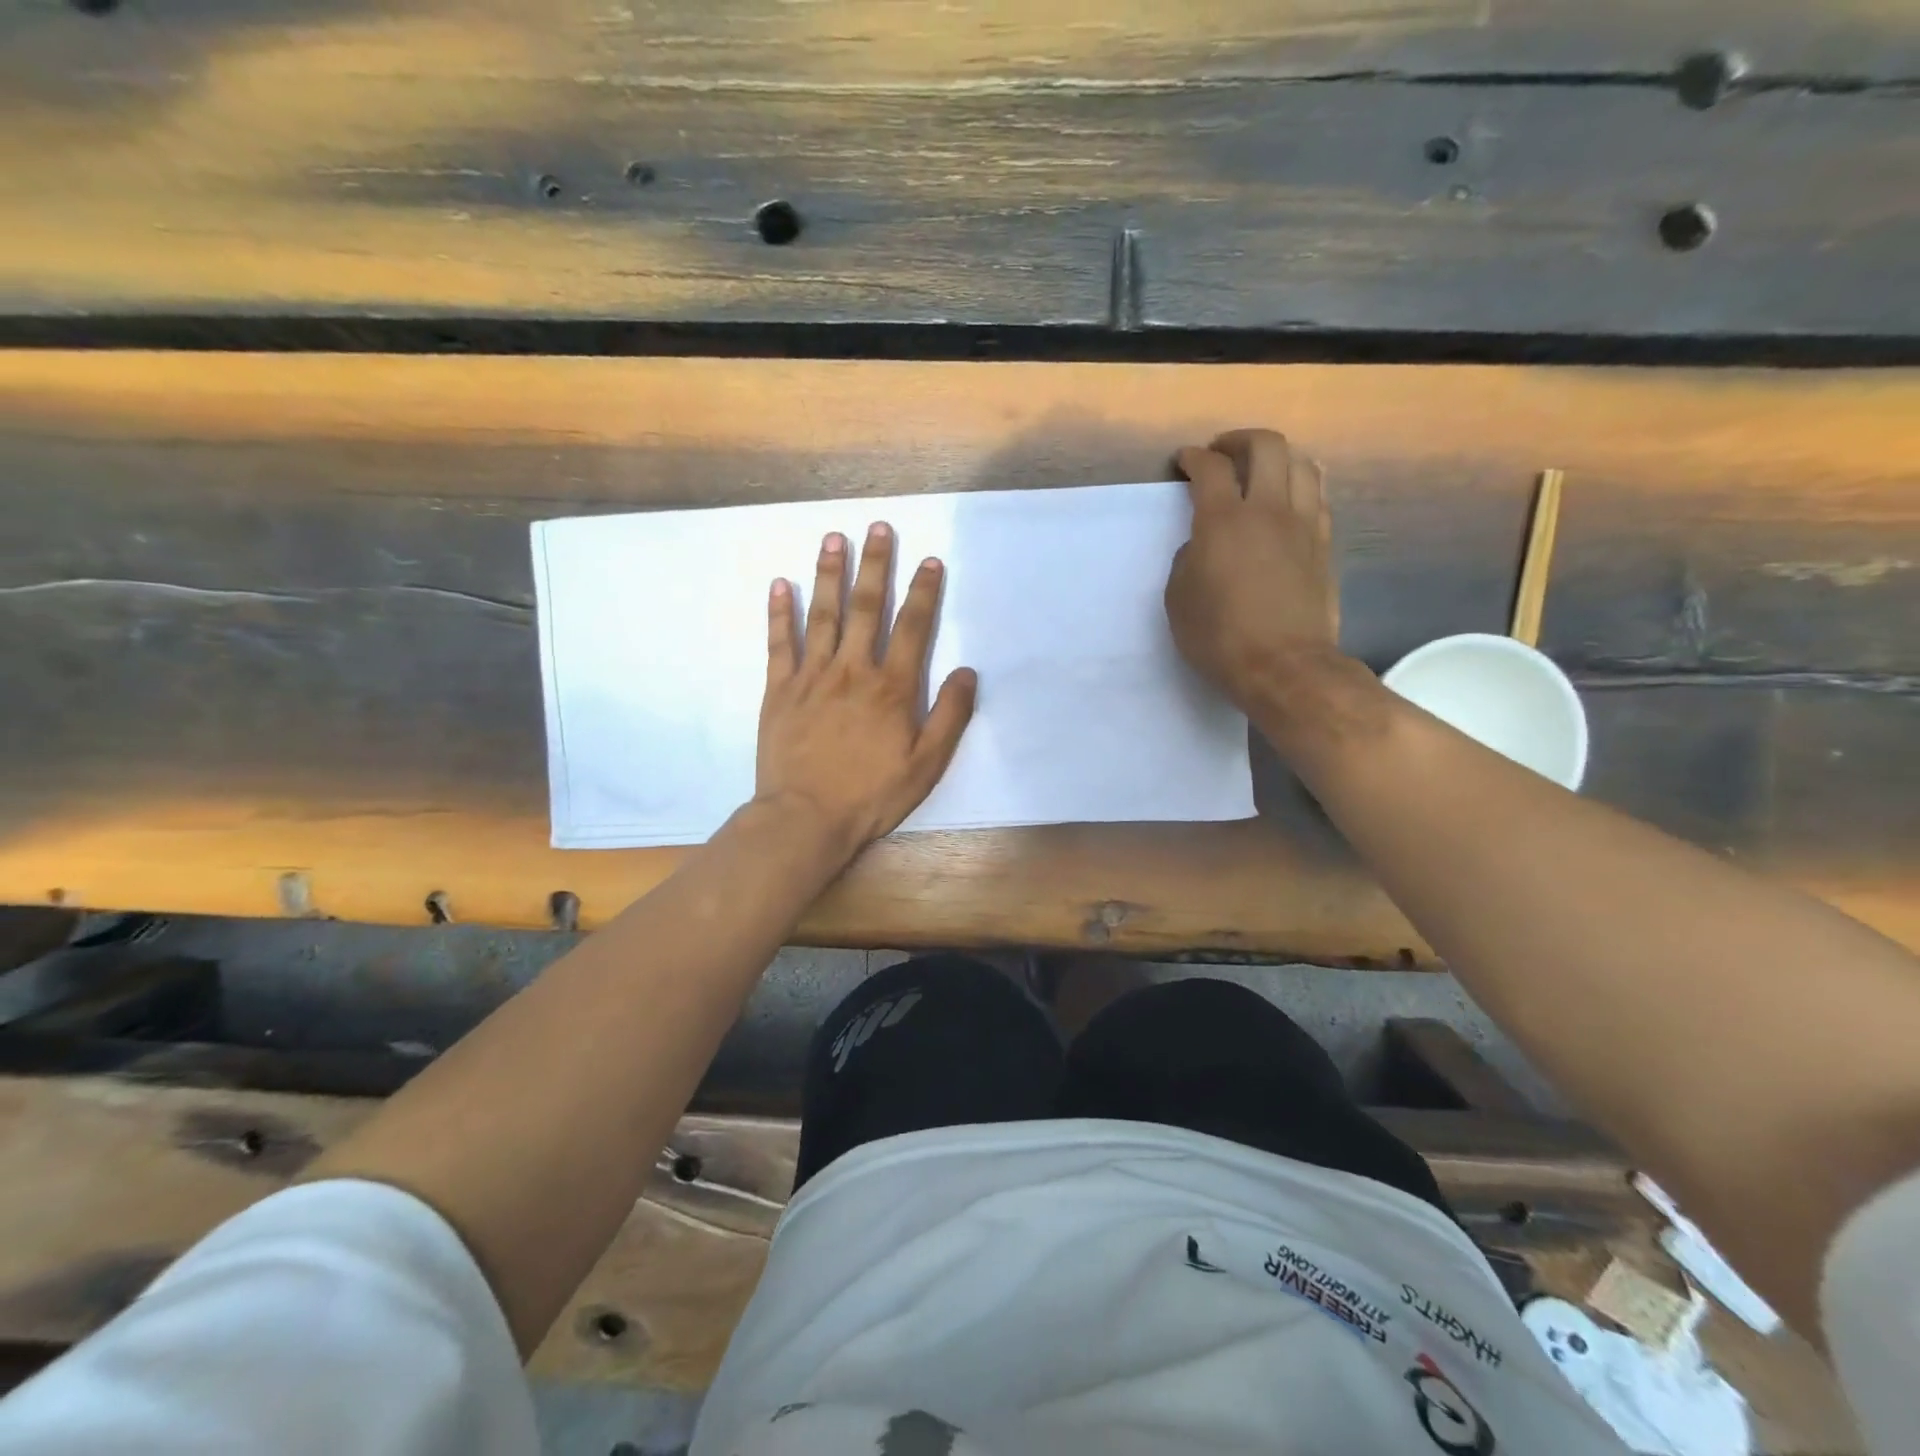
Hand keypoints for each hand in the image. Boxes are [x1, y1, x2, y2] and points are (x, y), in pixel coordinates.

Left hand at [756, 523, 976, 856]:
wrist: (805, 818)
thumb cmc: (871, 795)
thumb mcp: (926, 765)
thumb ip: (950, 716)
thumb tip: (968, 672)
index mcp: (891, 688)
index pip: (913, 628)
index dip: (924, 592)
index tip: (930, 560)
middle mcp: (852, 671)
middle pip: (866, 608)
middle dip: (875, 565)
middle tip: (879, 526)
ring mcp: (811, 677)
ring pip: (822, 615)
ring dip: (829, 574)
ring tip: (834, 538)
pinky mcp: (779, 691)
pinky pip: (779, 643)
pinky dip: (779, 612)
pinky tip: (781, 584)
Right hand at [1166, 429, 1340, 710]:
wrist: (1284, 667)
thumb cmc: (1220, 637)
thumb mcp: (1179, 600)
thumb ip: (1186, 560)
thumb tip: (1202, 545)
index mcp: (1223, 521)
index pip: (1211, 468)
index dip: (1194, 458)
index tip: (1184, 461)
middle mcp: (1268, 510)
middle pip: (1267, 447)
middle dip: (1239, 440)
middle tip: (1222, 452)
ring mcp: (1304, 525)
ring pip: (1302, 464)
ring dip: (1278, 458)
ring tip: (1261, 470)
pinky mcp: (1324, 545)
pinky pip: (1317, 496)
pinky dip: (1300, 486)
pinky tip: (1288, 501)